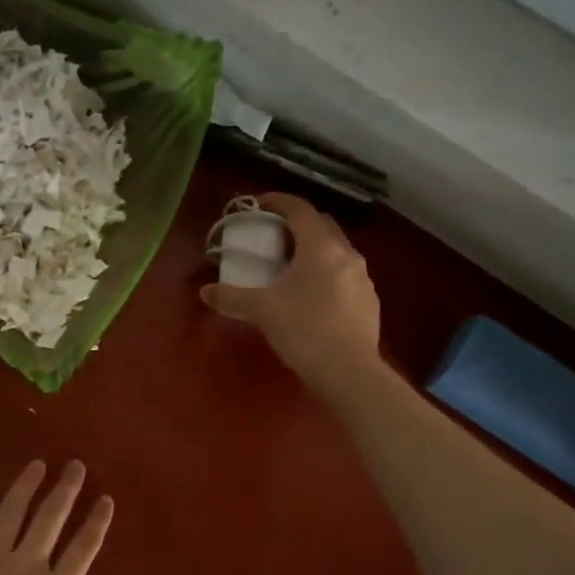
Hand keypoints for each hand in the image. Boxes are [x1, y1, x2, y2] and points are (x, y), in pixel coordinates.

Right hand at [200, 192, 382, 400]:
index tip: (258, 204)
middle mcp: (347, 255)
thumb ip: (231, 297)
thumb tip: (205, 292)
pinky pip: (345, 277)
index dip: (278, 202)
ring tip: (291, 269)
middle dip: (297, 225)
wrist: (349, 372)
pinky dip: (326, 275)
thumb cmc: (303, 331)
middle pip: (322, 226)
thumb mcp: (261, 311)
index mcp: (320, 247)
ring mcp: (363, 279)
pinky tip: (312, 298)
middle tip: (274, 237)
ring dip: (314, 251)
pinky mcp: (369, 302)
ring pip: (336, 252)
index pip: (300, 210)